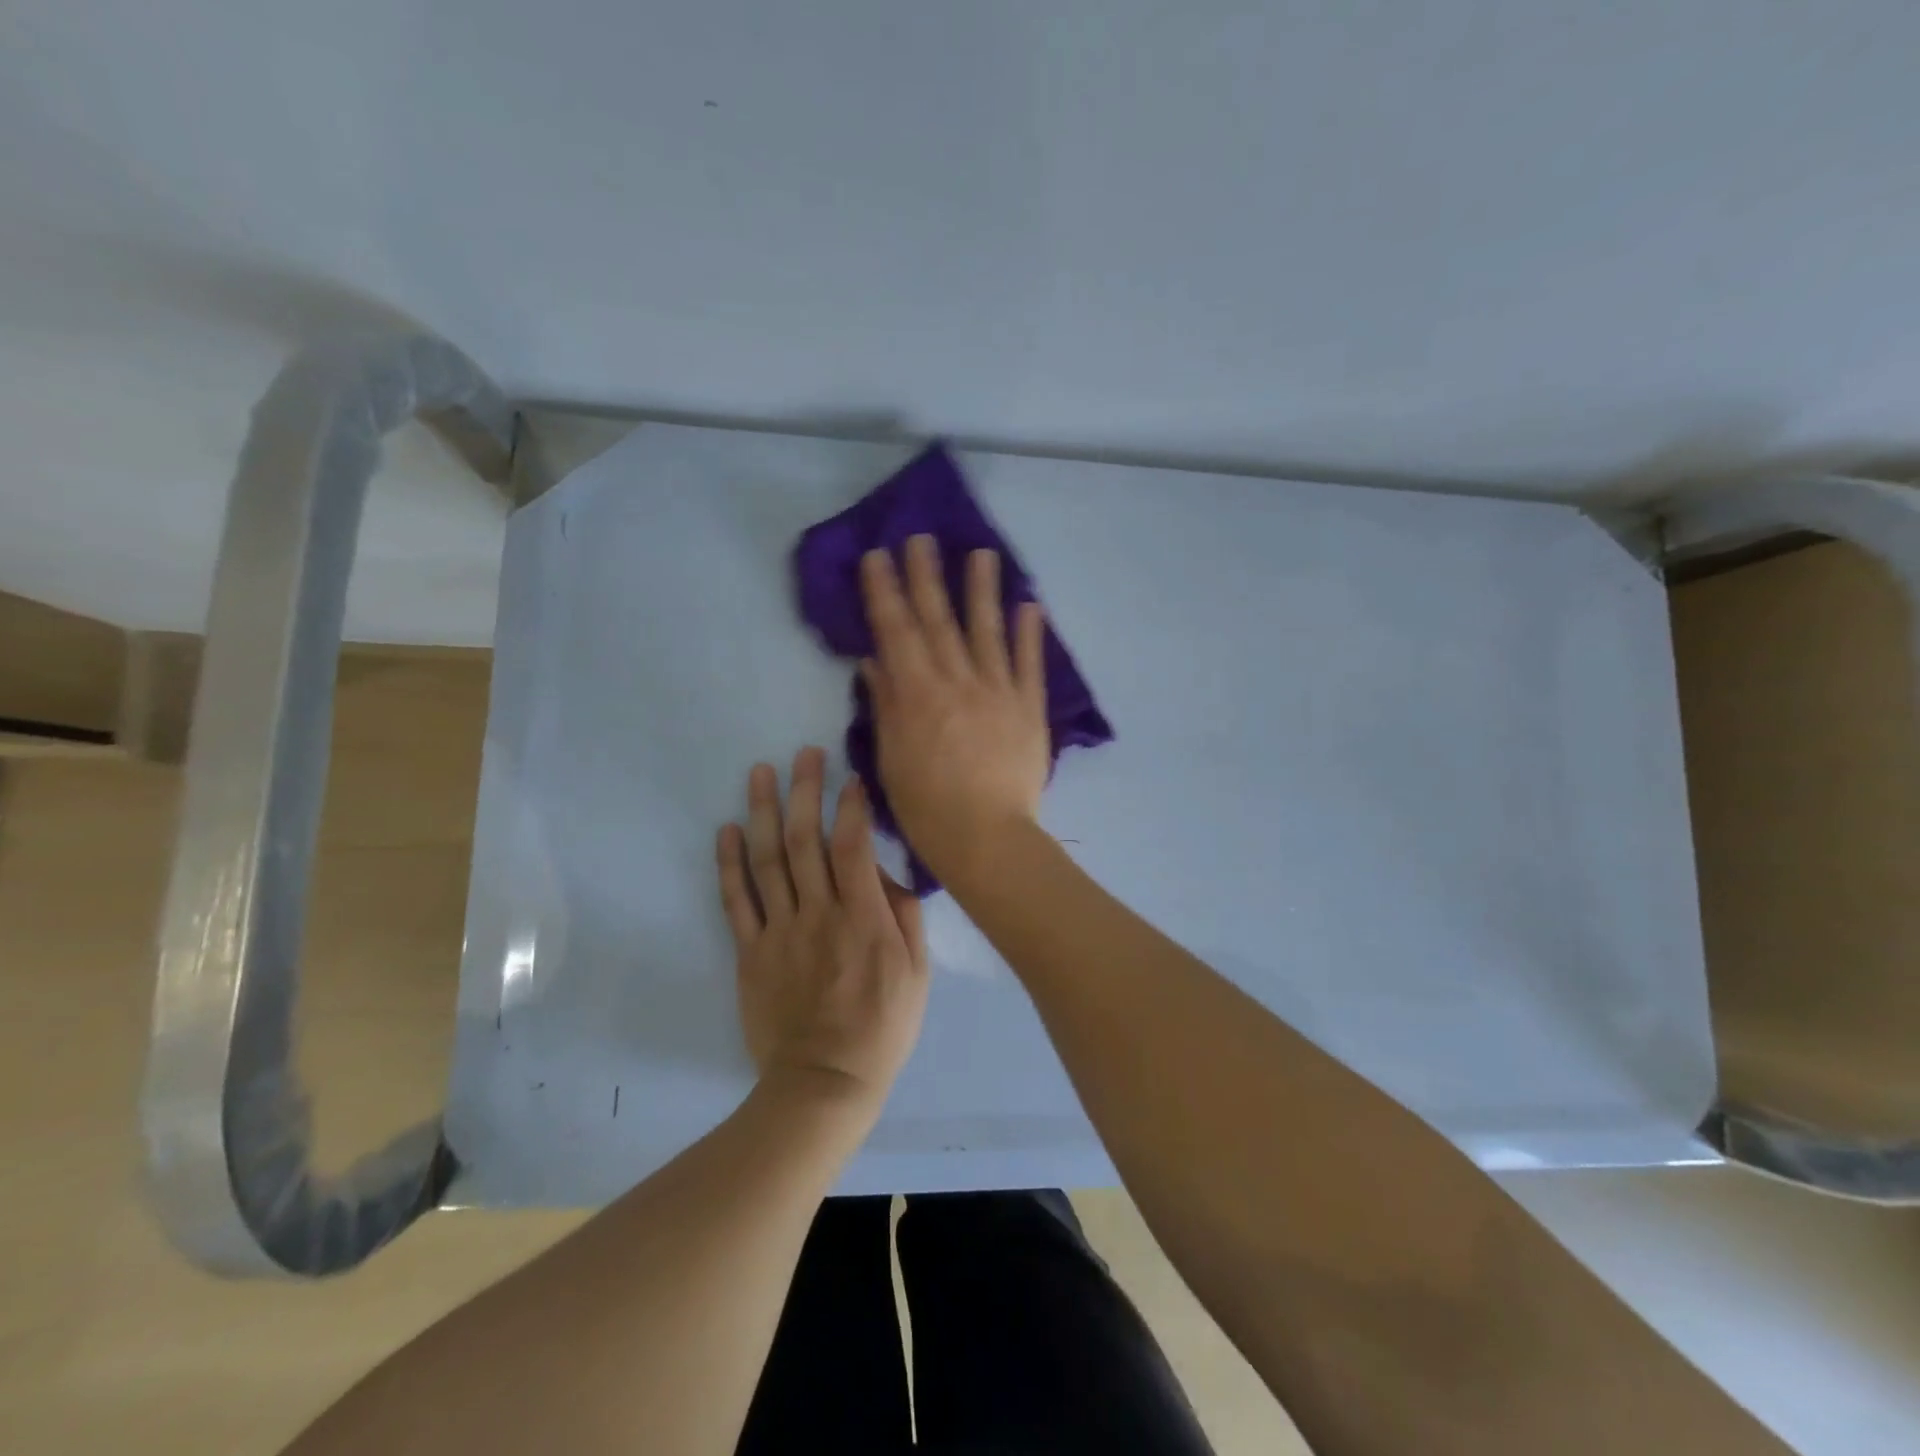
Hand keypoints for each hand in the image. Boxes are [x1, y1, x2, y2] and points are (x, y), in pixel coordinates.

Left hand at [717, 747, 928, 1107]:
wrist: (823, 1082)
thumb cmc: (882, 1028)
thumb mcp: (917, 974)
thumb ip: (905, 917)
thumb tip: (887, 873)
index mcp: (863, 918)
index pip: (853, 846)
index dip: (851, 806)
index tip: (850, 778)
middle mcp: (818, 914)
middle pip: (806, 841)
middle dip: (806, 791)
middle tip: (804, 753)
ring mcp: (779, 931)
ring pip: (768, 860)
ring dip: (765, 811)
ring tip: (761, 773)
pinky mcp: (750, 952)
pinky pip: (736, 901)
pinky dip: (730, 863)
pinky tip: (729, 829)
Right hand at [859, 535, 1050, 883]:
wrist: (988, 838)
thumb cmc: (927, 808)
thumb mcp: (891, 759)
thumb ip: (885, 706)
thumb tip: (874, 661)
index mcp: (917, 694)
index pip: (896, 631)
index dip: (884, 591)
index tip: (878, 556)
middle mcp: (957, 681)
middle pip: (939, 620)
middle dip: (926, 576)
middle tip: (921, 538)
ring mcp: (998, 691)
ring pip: (987, 630)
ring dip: (982, 590)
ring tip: (982, 553)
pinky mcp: (1029, 708)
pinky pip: (1029, 664)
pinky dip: (1030, 633)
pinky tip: (1029, 604)